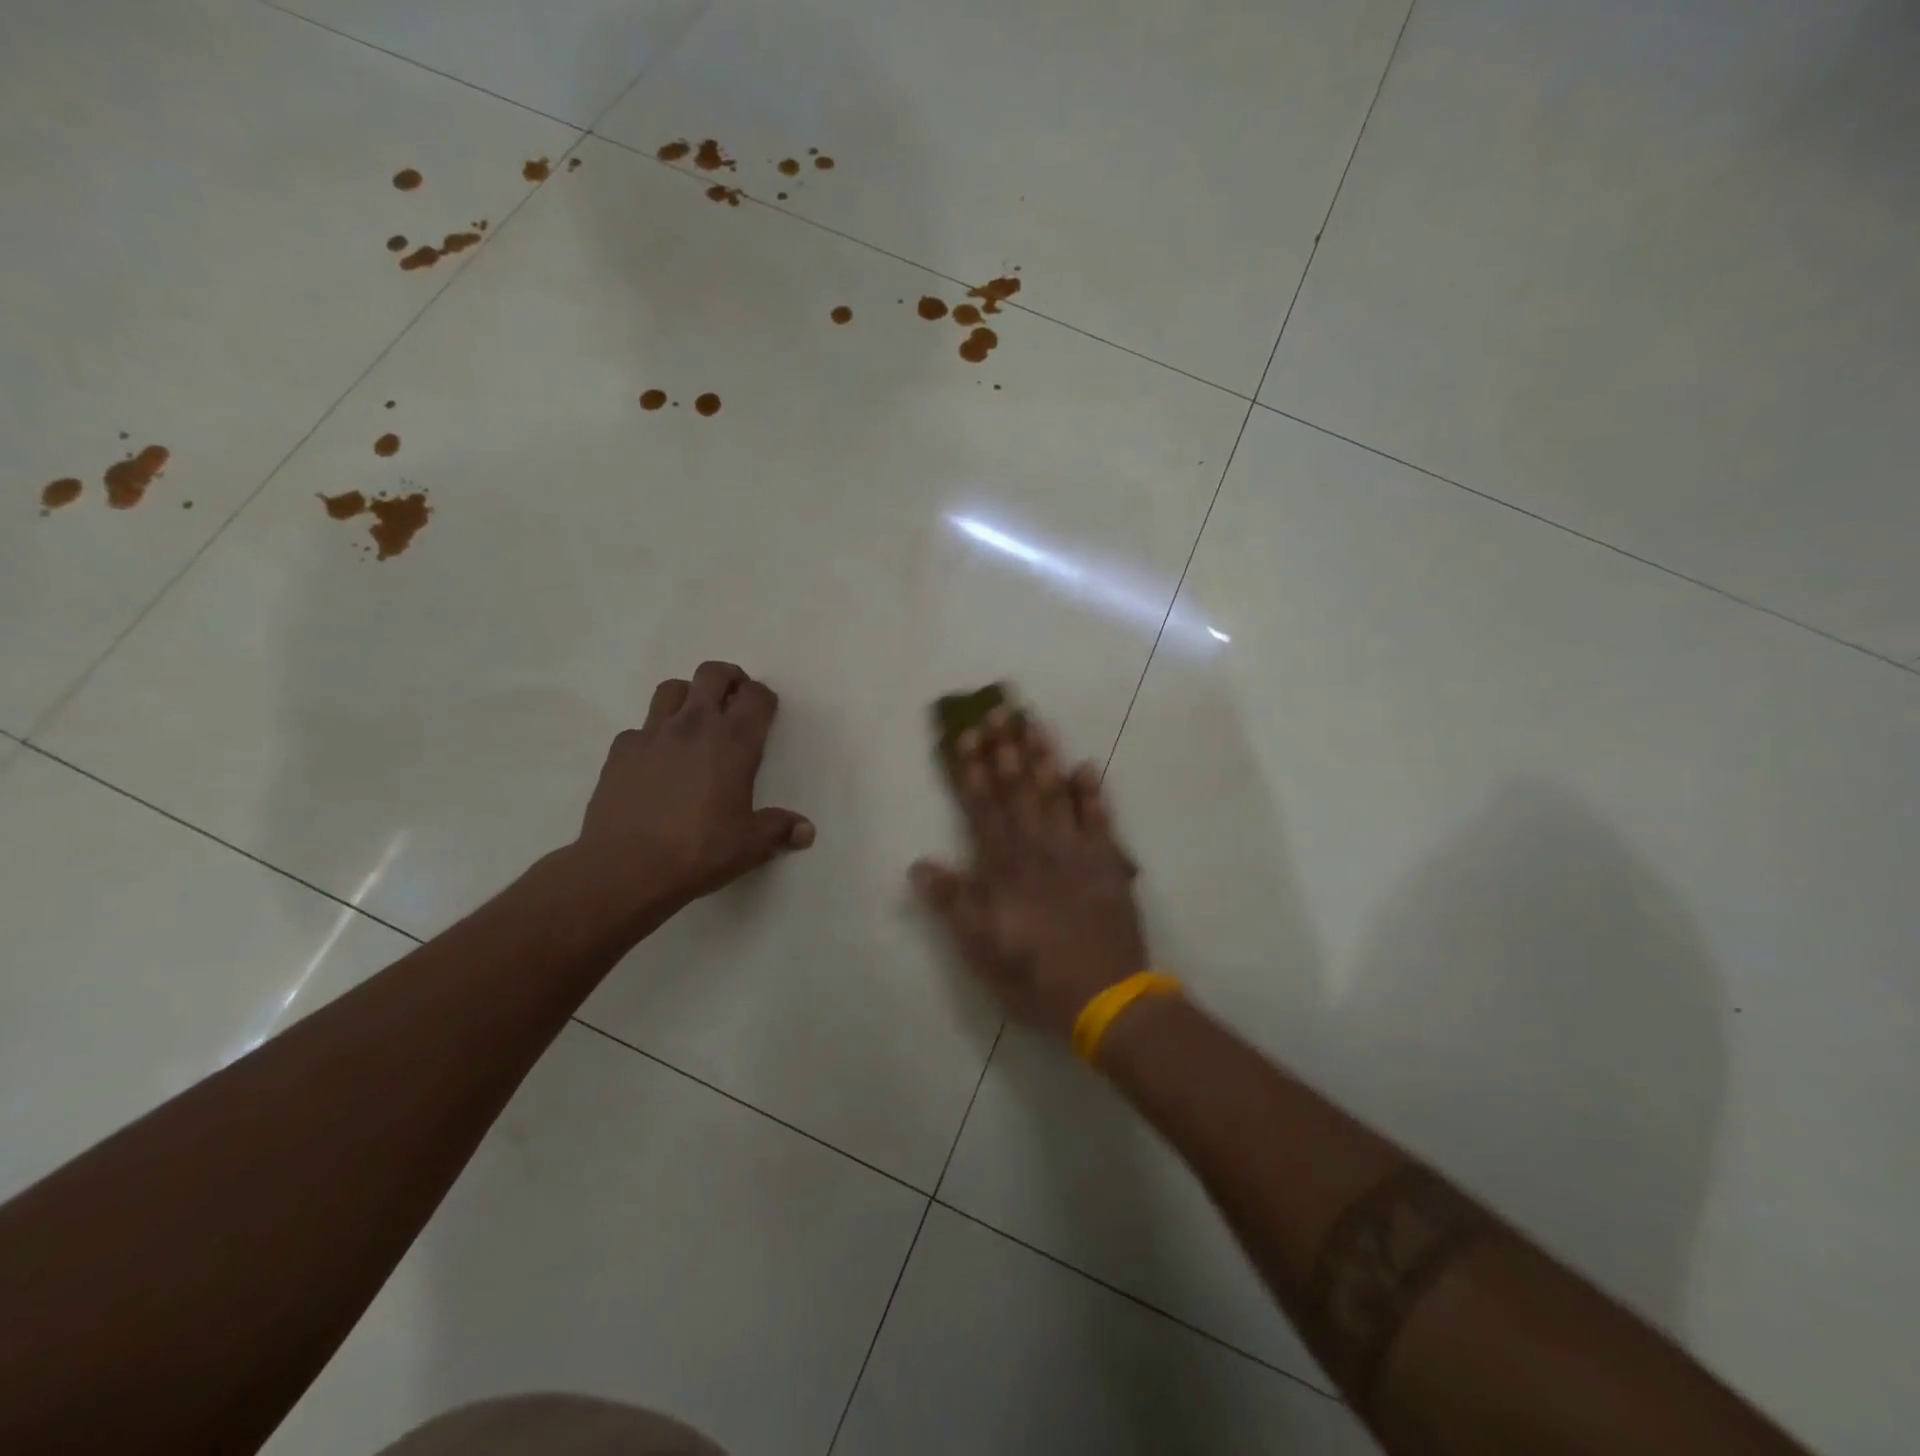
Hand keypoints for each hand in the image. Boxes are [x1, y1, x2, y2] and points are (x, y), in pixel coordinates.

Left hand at [577, 661, 813, 909]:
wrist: (626, 868)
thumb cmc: (699, 851)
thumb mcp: (750, 845)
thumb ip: (779, 829)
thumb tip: (806, 830)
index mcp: (734, 742)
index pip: (756, 696)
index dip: (764, 698)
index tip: (766, 712)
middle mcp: (694, 726)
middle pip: (713, 674)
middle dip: (729, 679)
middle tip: (734, 700)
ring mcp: (652, 734)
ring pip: (672, 689)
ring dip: (688, 696)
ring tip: (694, 720)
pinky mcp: (620, 751)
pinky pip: (640, 728)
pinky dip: (652, 735)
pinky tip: (656, 760)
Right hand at [911, 707, 1147, 1039]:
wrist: (1104, 997)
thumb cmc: (1033, 976)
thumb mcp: (980, 949)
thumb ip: (953, 903)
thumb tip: (919, 864)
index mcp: (1003, 868)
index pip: (982, 808)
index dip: (972, 771)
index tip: (966, 735)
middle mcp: (1037, 849)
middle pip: (1017, 790)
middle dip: (1005, 748)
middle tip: (998, 710)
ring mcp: (1075, 851)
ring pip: (1055, 794)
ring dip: (1043, 757)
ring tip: (1033, 722)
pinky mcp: (1108, 862)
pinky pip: (1100, 819)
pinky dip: (1092, 792)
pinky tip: (1086, 765)